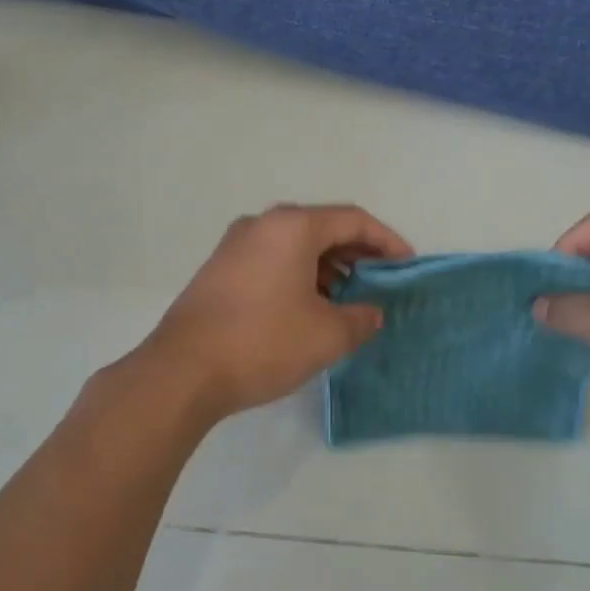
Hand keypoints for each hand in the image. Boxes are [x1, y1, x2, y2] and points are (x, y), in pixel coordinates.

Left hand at [139, 204, 412, 419]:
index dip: (387, 240)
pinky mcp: (218, 270)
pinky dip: (298, 276)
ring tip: (346, 300)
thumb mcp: (326, 335)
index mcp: (292, 226)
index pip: (352, 219)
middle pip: (322, 228)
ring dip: (326, 267)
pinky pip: (271, 261)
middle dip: (356, 254)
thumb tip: (370, 313)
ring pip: (294, 246)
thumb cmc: (263, 342)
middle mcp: (261, 225)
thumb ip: (360, 319)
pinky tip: (307, 308)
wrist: (182, 370)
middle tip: (379, 283)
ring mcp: (234, 246)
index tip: (407, 265)